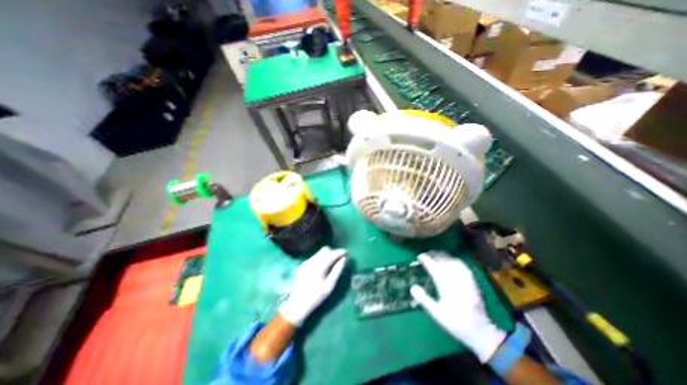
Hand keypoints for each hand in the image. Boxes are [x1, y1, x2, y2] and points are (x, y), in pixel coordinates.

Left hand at [276, 248, 346, 325]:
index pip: (331, 254)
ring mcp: (305, 263)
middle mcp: (311, 262)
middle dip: (333, 252)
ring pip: (319, 252)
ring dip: (327, 255)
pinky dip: (321, 259)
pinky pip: (314, 257)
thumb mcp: (329, 286)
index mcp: (318, 267)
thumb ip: (337, 270)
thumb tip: (344, 259)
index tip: (346, 253)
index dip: (340, 252)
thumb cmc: (316, 298)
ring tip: (332, 263)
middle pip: (325, 250)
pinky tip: (322, 268)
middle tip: (339, 259)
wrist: (297, 305)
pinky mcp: (302, 265)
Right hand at [410, 252, 505, 362]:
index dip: (427, 260)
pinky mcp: (473, 282)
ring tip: (437, 254)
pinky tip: (452, 260)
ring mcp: (466, 281)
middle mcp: (456, 281)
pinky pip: (463, 266)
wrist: (481, 332)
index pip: (434, 269)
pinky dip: (455, 260)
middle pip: (444, 262)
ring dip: (444, 256)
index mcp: (446, 288)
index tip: (420, 256)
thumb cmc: (456, 324)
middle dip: (435, 255)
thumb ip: (424, 299)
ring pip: (454, 262)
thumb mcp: (437, 314)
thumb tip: (412, 287)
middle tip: (427, 253)